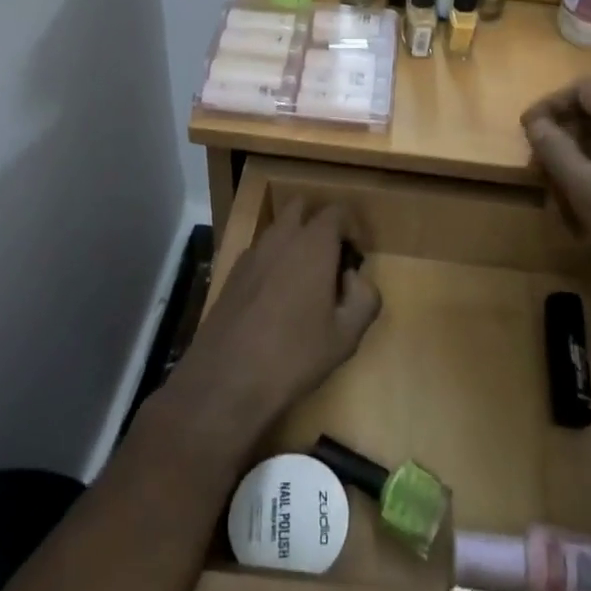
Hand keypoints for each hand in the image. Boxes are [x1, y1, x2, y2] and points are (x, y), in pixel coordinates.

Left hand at [169, 200, 380, 449]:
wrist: (226, 381)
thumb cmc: (294, 355)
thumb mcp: (346, 336)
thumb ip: (365, 298)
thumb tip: (355, 279)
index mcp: (313, 244)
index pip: (337, 211)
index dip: (353, 228)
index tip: (357, 257)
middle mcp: (280, 238)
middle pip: (301, 208)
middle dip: (320, 225)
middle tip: (332, 260)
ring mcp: (251, 254)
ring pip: (278, 229)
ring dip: (295, 242)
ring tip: (305, 283)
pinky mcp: (231, 274)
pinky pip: (260, 252)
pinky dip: (274, 261)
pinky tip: (276, 300)